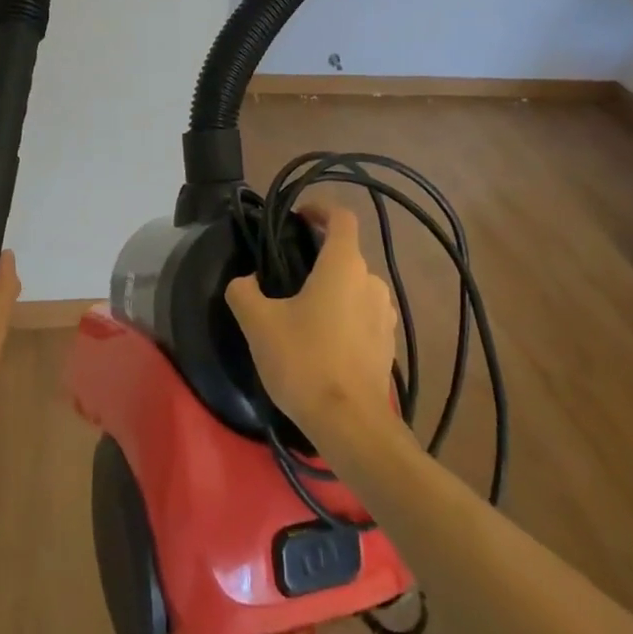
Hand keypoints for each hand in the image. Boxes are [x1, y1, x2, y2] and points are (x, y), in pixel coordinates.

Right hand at [225, 206, 398, 443]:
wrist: (350, 424)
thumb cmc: (304, 361)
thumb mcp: (258, 323)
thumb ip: (244, 291)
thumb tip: (246, 281)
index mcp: (344, 265)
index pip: (341, 217)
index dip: (320, 209)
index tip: (298, 217)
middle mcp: (372, 282)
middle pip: (346, 254)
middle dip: (318, 257)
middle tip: (286, 274)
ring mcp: (385, 315)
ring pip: (355, 287)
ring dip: (331, 289)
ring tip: (301, 311)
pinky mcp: (388, 344)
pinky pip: (363, 315)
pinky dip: (344, 316)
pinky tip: (321, 341)